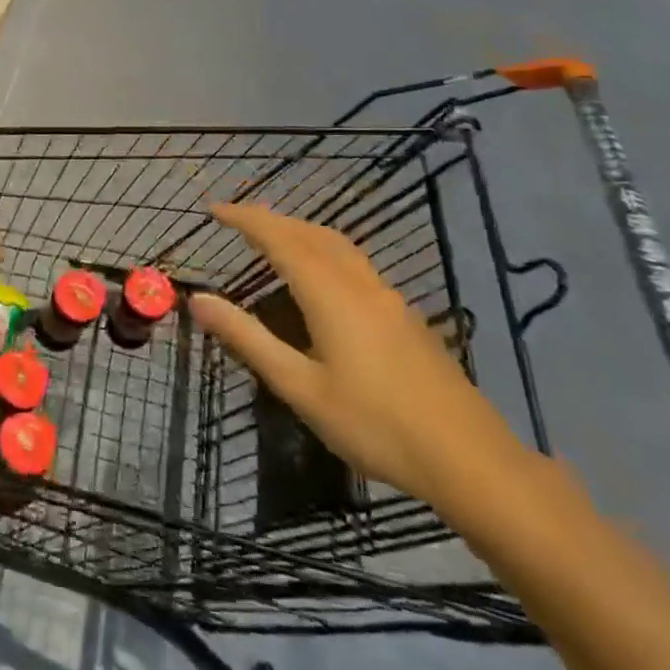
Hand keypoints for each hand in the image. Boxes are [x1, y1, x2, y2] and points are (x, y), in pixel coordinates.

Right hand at [190, 203, 525, 504]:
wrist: (470, 459)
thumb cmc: (376, 425)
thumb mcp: (301, 388)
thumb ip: (248, 339)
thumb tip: (198, 299)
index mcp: (330, 294)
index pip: (280, 238)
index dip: (246, 219)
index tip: (214, 209)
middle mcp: (360, 283)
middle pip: (311, 233)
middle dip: (272, 219)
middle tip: (237, 220)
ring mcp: (389, 298)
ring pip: (338, 245)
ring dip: (301, 231)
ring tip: (273, 238)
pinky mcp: (406, 317)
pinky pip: (355, 263)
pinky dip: (324, 250)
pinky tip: (322, 278)